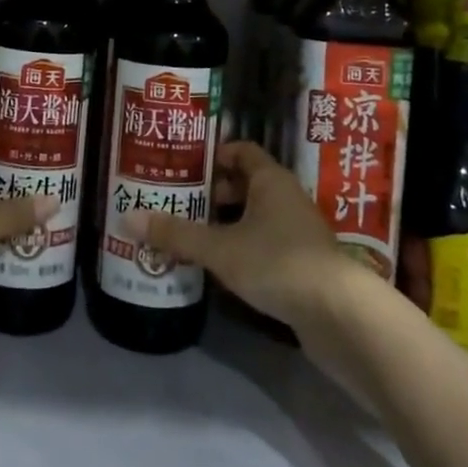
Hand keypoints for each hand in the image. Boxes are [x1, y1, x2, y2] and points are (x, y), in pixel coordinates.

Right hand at [120, 140, 349, 329]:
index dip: (213, 155)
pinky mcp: (304, 264)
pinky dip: (242, 248)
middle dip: (213, 192)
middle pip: (245, 184)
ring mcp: (298, 232)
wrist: (341, 316)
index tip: (183, 165)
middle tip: (178, 202)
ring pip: (255, 216)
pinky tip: (220, 267)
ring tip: (191, 235)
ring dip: (227, 223)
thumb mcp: (220, 248)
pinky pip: (265, 244)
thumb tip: (126, 217)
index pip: (241, 151)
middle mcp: (287, 198)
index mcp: (271, 179)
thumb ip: (176, 234)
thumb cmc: (278, 262)